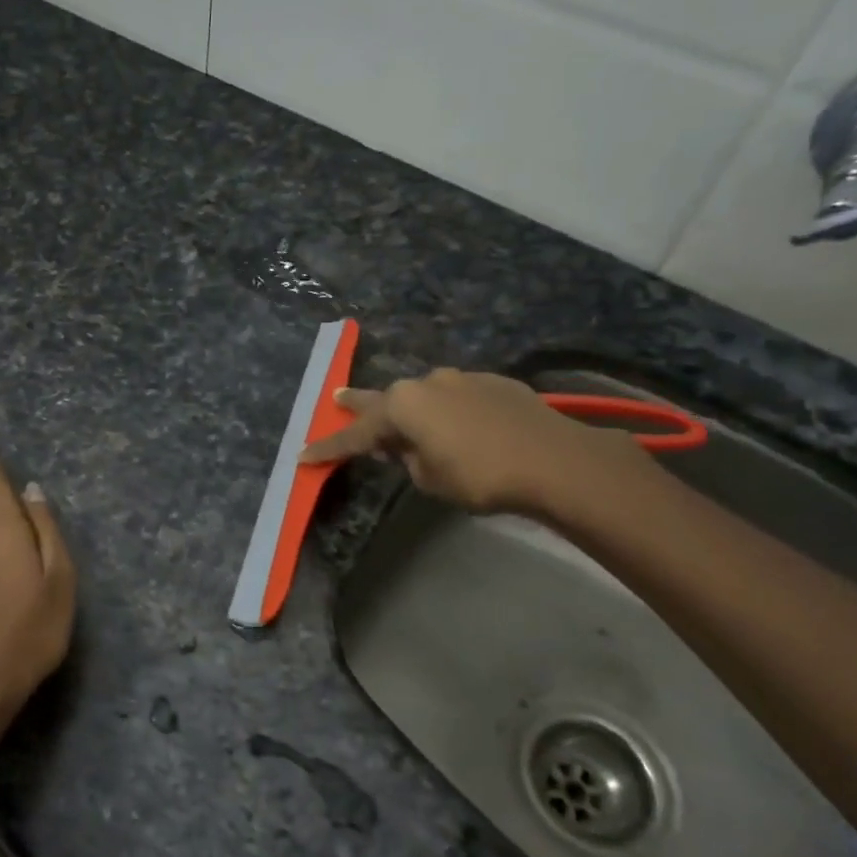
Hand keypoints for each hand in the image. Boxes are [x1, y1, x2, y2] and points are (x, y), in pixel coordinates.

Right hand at [300, 369, 641, 517]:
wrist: (554, 460)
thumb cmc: (480, 475)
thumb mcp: (430, 478)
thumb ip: (407, 458)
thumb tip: (404, 446)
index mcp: (403, 406)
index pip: (356, 434)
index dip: (329, 448)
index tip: (303, 456)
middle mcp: (427, 382)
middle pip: (384, 398)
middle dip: (359, 404)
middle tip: (337, 399)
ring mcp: (462, 378)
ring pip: (424, 395)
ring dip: (412, 410)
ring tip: (407, 425)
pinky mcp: (493, 382)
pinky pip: (457, 397)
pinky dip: (447, 410)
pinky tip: (457, 425)